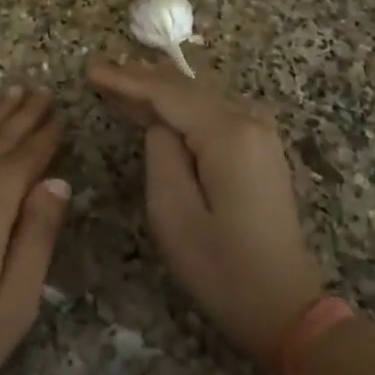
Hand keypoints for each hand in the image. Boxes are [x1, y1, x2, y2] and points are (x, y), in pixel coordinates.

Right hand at [89, 59, 324, 362]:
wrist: (284, 307)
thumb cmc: (221, 267)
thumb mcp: (172, 213)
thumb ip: (160, 153)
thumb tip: (160, 123)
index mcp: (228, 133)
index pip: (167, 92)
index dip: (126, 78)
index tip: (90, 68)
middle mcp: (249, 121)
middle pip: (187, 86)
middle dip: (142, 77)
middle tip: (101, 69)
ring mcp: (261, 134)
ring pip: (201, 96)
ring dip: (162, 89)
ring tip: (122, 81)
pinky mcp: (261, 150)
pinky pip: (214, 113)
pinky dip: (183, 107)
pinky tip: (159, 109)